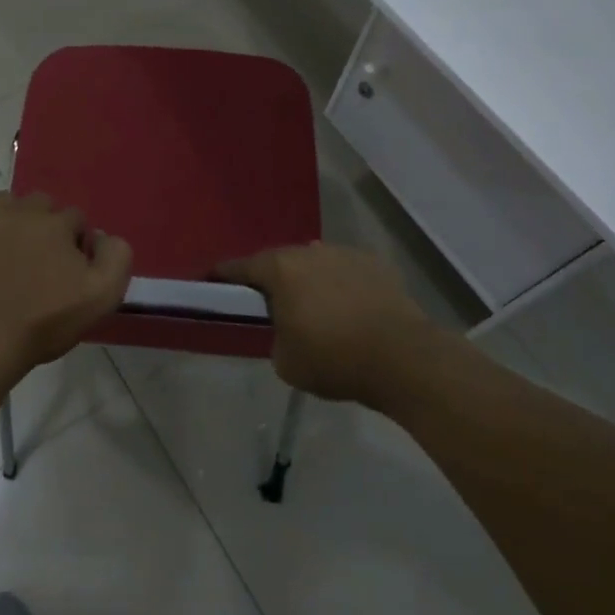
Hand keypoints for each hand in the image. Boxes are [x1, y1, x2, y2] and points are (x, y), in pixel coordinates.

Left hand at [0, 192, 131, 382]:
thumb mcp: (102, 295)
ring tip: (19, 252)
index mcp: (56, 223)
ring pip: (8, 204)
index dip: (80, 243)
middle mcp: (22, 213)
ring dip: (17, 220)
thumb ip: (116, 257)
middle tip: (48, 260)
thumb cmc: (47, 319)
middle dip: (49, 224)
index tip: (75, 271)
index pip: (77, 218)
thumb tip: (101, 237)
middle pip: (42, 203)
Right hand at [215, 243, 436, 406]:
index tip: (212, 284)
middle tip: (269, 303)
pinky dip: (341, 285)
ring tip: (315, 308)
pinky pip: (346, 271)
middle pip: (279, 261)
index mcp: (280, 270)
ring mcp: (345, 254)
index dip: (222, 277)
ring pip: (315, 264)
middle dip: (271, 279)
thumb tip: (287, 328)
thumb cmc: (334, 359)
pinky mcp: (376, 264)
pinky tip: (349, 309)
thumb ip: (276, 336)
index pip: (239, 267)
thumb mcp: (285, 361)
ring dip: (309, 281)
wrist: (403, 358)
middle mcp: (309, 252)